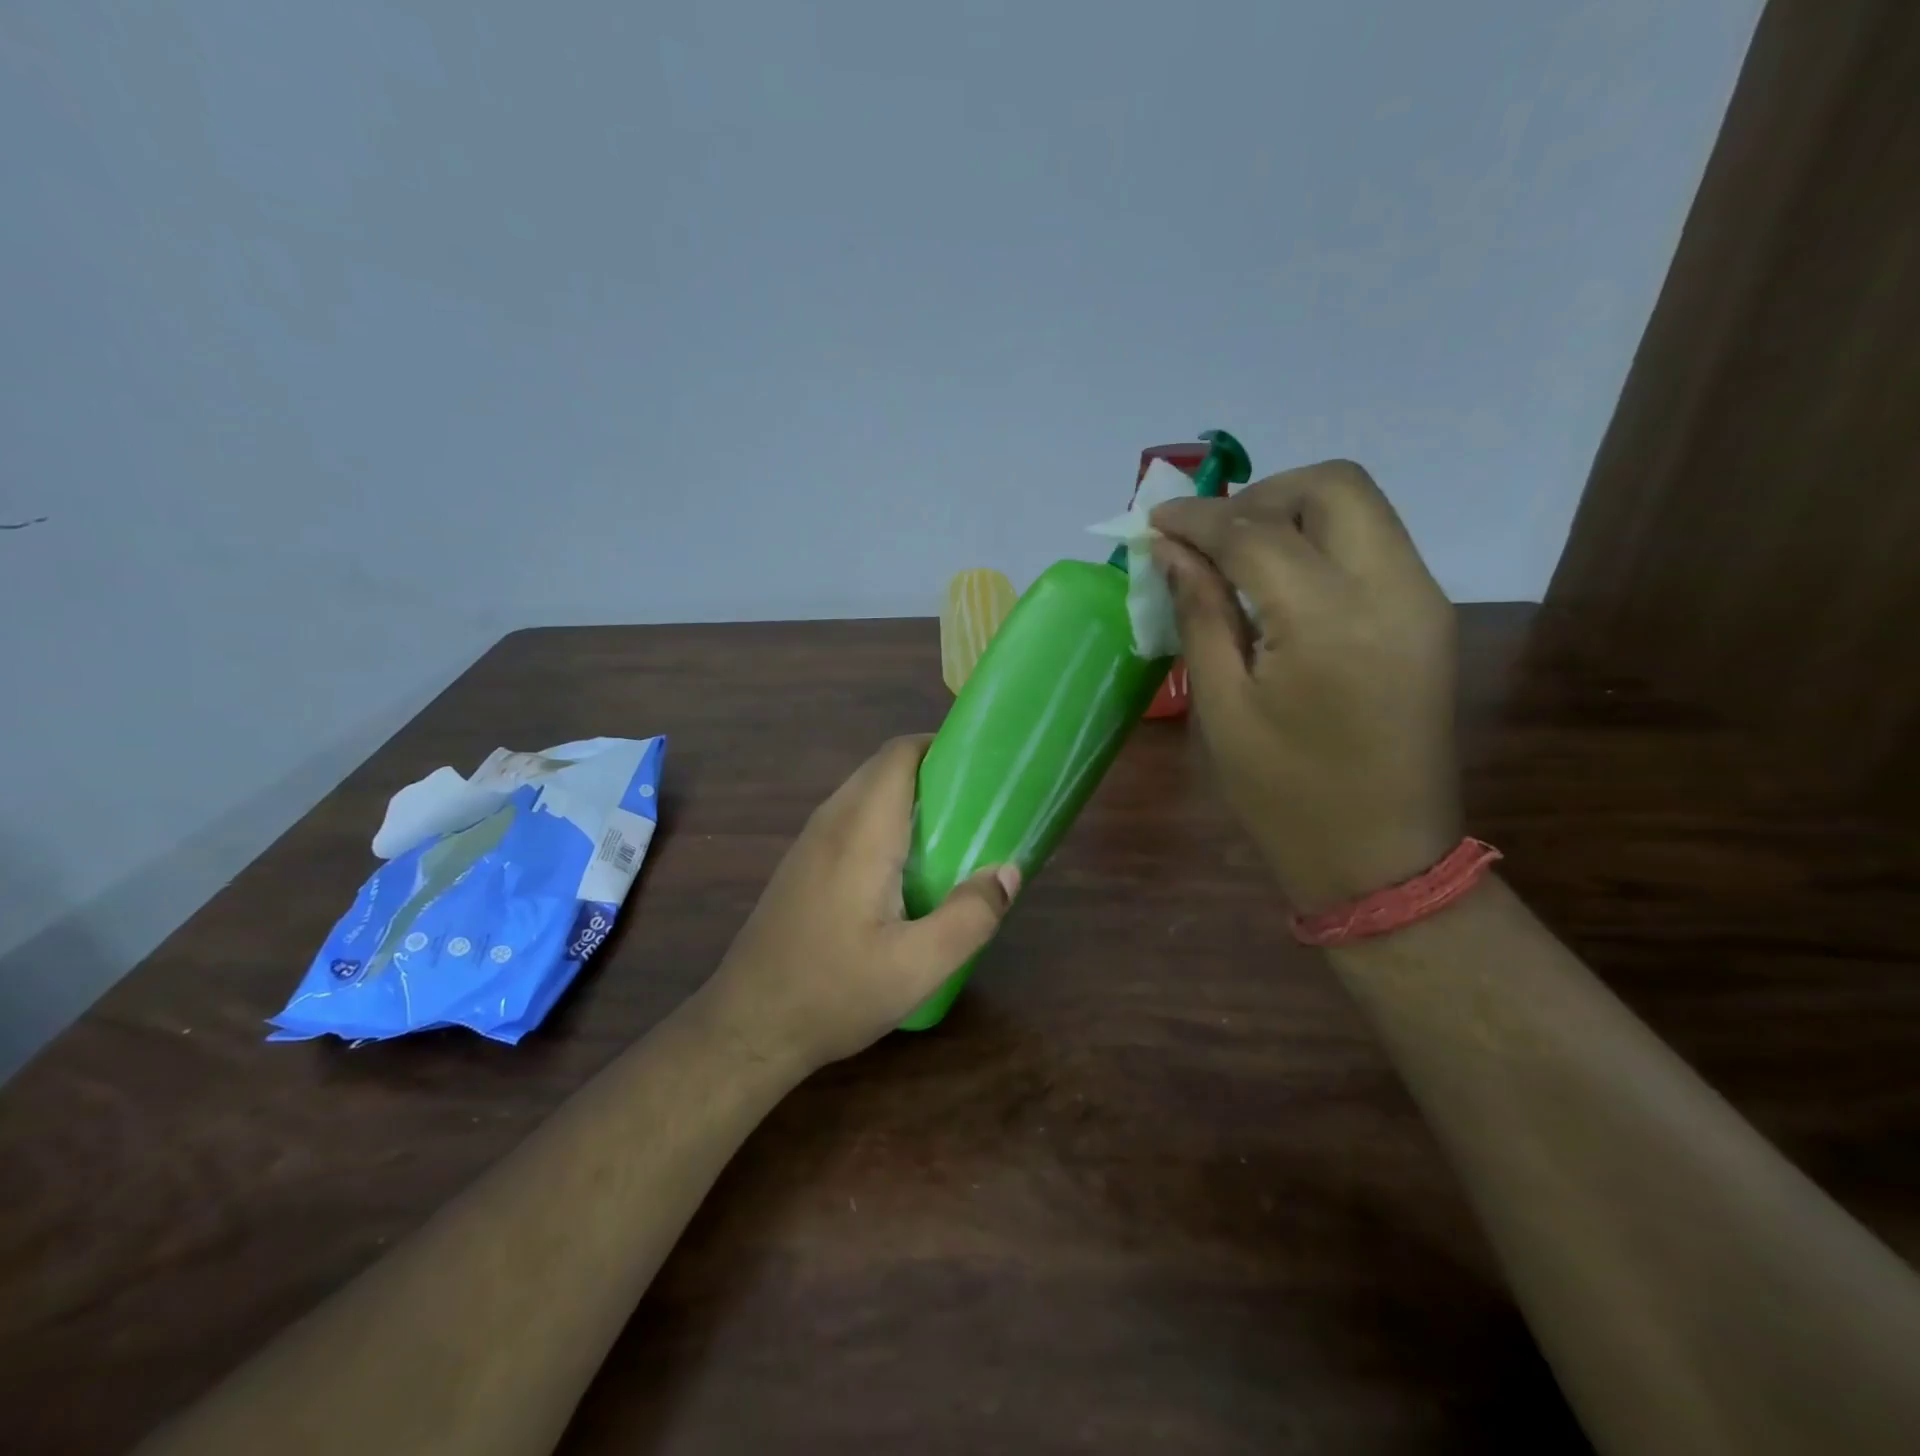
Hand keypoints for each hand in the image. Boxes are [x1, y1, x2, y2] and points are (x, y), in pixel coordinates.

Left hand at [697, 736, 1019, 1071]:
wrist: (747, 1027)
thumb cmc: (833, 992)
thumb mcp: (916, 967)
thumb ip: (970, 916)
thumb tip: (1009, 871)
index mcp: (861, 831)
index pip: (898, 755)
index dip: (941, 746)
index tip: (983, 766)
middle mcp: (831, 822)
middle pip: (885, 768)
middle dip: (934, 773)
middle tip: (980, 805)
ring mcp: (811, 842)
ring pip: (867, 793)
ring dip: (910, 798)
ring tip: (955, 833)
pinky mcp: (804, 864)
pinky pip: (852, 819)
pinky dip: (888, 821)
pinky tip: (909, 867)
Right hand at [1151, 459, 1459, 911]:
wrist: (1382, 857)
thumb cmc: (1284, 795)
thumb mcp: (1223, 708)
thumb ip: (1200, 614)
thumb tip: (1171, 551)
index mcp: (1329, 621)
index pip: (1257, 532)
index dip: (1199, 518)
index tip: (1154, 519)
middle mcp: (1392, 589)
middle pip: (1333, 486)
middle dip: (1259, 495)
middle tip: (1207, 536)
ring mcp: (1422, 599)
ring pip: (1359, 507)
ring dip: (1291, 512)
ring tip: (1236, 556)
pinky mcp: (1428, 615)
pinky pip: (1373, 544)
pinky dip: (1320, 540)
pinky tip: (1279, 582)